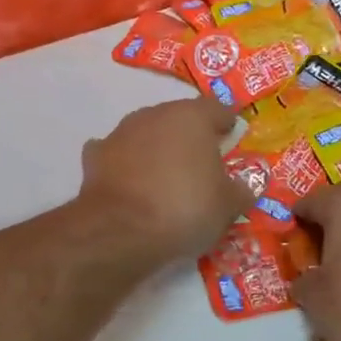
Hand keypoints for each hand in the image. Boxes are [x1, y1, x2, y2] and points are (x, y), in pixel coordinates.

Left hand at [79, 98, 251, 263]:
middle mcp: (155, 115)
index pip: (216, 109)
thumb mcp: (227, 206)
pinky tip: (130, 182)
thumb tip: (245, 186)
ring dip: (157, 148)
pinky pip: (117, 154)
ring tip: (166, 176)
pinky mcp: (95, 157)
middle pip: (179, 118)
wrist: (120, 231)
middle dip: (190, 136)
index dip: (226, 124)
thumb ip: (240, 190)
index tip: (231, 138)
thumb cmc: (185, 208)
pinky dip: (125, 164)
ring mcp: (121, 133)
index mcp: (192, 117)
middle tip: (202, 162)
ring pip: (147, 134)